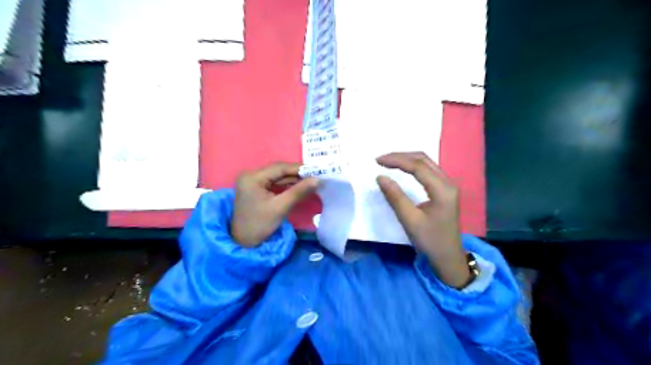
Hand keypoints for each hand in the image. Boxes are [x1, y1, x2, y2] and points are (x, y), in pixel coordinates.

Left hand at [233, 163, 319, 246]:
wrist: (243, 243)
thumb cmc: (259, 225)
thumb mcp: (280, 207)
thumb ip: (299, 191)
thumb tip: (317, 179)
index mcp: (252, 177)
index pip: (279, 168)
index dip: (299, 168)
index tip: (316, 171)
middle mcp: (250, 175)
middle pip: (278, 170)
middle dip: (297, 173)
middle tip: (315, 176)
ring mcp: (252, 181)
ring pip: (276, 176)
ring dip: (292, 179)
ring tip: (310, 181)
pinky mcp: (255, 188)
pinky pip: (273, 182)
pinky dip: (286, 184)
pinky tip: (298, 186)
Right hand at [374, 151, 469, 288]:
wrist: (449, 257)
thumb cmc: (430, 241)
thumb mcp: (410, 220)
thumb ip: (395, 197)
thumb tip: (380, 177)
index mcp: (442, 190)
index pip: (418, 166)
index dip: (396, 160)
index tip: (378, 161)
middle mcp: (448, 182)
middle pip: (423, 159)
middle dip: (401, 156)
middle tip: (380, 160)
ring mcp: (448, 185)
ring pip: (426, 163)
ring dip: (407, 159)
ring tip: (388, 162)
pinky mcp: (444, 190)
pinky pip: (428, 170)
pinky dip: (413, 166)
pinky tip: (402, 168)